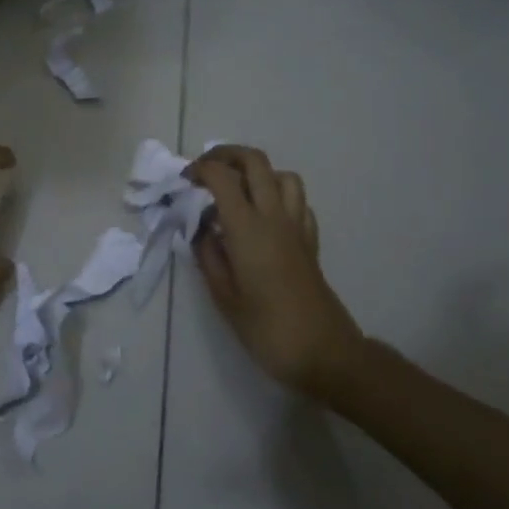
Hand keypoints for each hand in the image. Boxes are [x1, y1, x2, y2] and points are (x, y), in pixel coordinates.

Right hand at [187, 145, 362, 396]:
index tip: (184, 180)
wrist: (325, 353)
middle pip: (255, 162)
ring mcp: (297, 227)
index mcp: (248, 229)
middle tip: (206, 170)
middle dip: (227, 155)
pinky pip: (298, 202)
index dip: (200, 169)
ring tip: (237, 192)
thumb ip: (208, 256)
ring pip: (283, 176)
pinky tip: (265, 216)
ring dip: (258, 173)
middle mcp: (275, 218)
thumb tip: (200, 230)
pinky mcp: (311, 241)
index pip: (222, 178)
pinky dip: (279, 196)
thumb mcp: (224, 296)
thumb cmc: (267, 329)